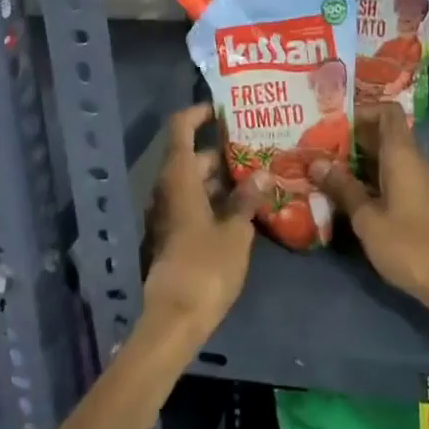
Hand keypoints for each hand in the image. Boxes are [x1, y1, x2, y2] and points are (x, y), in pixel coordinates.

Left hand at [143, 104, 266, 343]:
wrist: (174, 320)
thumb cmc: (205, 267)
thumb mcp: (235, 231)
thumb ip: (247, 199)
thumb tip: (261, 174)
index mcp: (178, 178)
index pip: (181, 128)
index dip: (199, 113)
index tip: (223, 108)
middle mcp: (167, 189)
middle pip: (192, 157)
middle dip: (223, 151)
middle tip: (257, 147)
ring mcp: (168, 214)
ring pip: (195, 183)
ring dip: (222, 178)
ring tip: (259, 175)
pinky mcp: (173, 236)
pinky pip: (194, 204)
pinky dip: (216, 199)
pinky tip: (245, 208)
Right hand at [308, 105, 428, 313]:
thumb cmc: (409, 245)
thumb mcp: (367, 218)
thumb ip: (342, 188)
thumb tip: (315, 163)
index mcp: (403, 155)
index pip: (387, 111)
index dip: (362, 110)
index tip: (332, 122)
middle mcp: (414, 160)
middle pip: (385, 132)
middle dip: (352, 136)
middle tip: (319, 145)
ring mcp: (420, 180)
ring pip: (387, 156)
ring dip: (359, 158)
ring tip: (326, 167)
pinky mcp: (420, 200)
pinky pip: (393, 174)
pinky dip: (371, 175)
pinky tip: (348, 192)